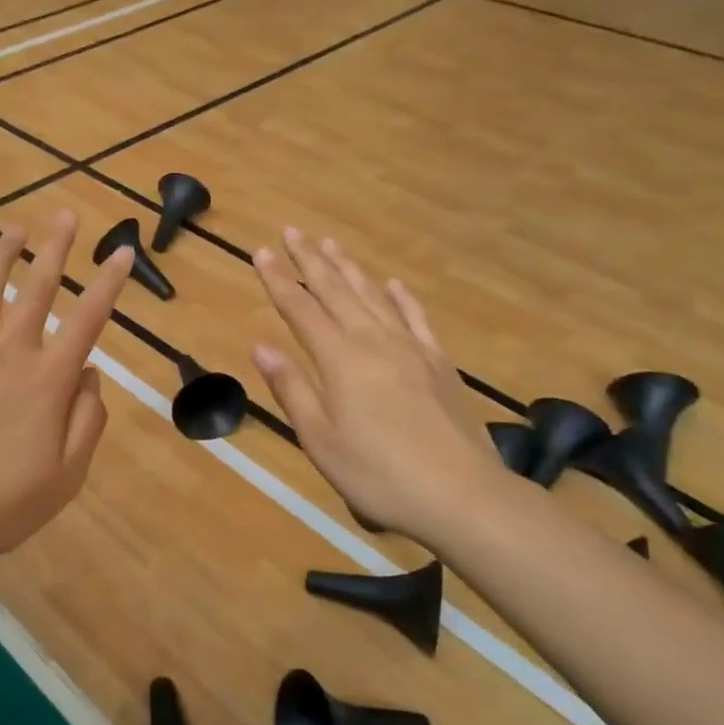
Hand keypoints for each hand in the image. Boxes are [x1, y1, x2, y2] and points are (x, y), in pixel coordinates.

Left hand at [0, 211, 133, 566]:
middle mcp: (8, 354)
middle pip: (36, 290)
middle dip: (55, 250)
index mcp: (48, 380)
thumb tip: (89, 375)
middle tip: (64, 214)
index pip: (88, 320)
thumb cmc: (3, 503)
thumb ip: (87, 420)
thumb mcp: (67, 475)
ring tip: (12, 230)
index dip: (108, 284)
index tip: (122, 251)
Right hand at [251, 228, 499, 544]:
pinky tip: (393, 284)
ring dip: (349, 268)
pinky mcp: (439, 363)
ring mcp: (411, 348)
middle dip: (310, 259)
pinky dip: (401, 297)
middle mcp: (373, 341)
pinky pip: (416, 318)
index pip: (300, 309)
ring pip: (374, 295)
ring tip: (331, 244)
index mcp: (340, 359)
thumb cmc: (378, 472)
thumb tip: (262, 347)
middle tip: (293, 231)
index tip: (263, 251)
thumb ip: (292, 388)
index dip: (279, 279)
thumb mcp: (320, 439)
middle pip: (336, 290)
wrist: (461, 493)